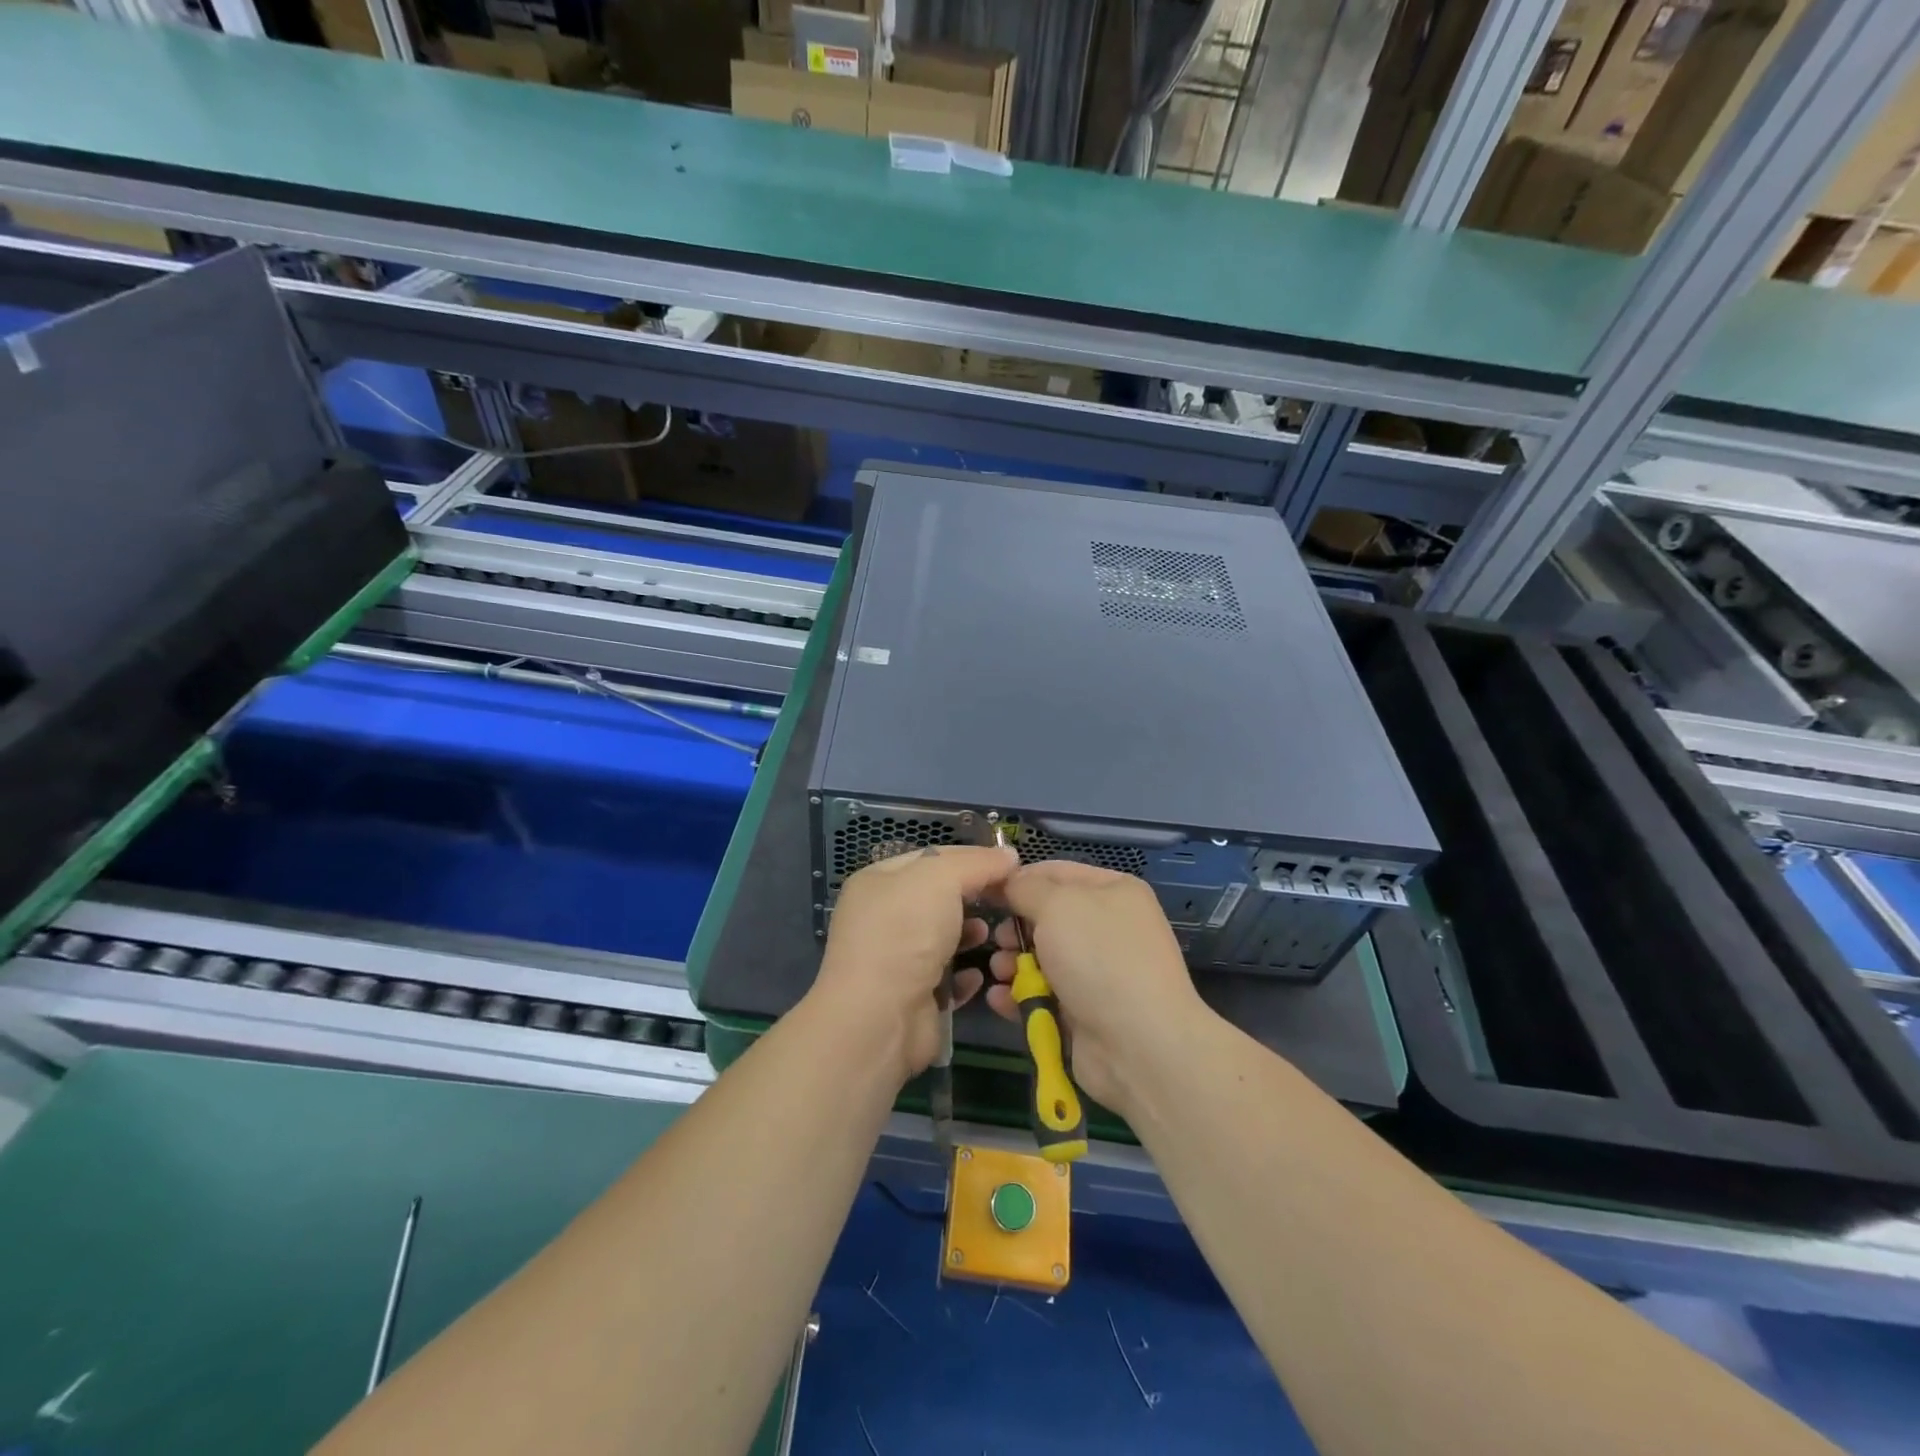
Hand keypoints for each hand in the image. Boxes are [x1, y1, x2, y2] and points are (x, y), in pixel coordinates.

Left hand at [808, 844, 1018, 1084]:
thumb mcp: (939, 879)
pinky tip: (979, 975)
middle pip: (938, 898)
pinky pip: (946, 979)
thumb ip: (975, 863)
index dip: (970, 858)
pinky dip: (964, 975)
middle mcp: (883, 917)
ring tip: (990, 935)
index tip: (1009, 864)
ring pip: (944, 938)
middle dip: (973, 897)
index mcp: (878, 881)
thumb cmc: (905, 932)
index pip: (930, 857)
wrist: (880, 1017)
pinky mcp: (912, 997)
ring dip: (970, 935)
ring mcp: (896, 959)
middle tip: (1007, 899)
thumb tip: (1008, 855)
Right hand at [987, 860, 1208, 1116]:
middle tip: (998, 940)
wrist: (1139, 1045)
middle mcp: (1107, 927)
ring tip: (999, 972)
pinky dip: (1019, 996)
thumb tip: (1009, 883)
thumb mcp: (1057, 905)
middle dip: (1015, 928)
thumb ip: (1026, 888)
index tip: (985, 892)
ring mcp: (1097, 972)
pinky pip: (1042, 994)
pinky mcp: (1083, 1011)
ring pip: (1041, 958)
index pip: (1056, 872)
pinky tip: (999, 999)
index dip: (1019, 879)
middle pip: (1046, 917)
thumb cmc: (1099, 958)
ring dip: (1011, 963)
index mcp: (1113, 891)